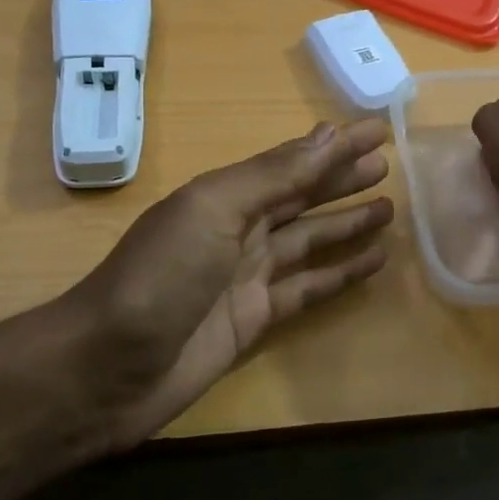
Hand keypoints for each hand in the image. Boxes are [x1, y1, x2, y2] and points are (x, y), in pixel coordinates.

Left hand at [63, 120, 393, 449]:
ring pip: (310, 241)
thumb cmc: (161, 276)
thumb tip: (328, 135)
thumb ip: (272, 176)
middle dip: (342, 180)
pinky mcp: (256, 319)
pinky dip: (340, 274)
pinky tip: (372, 264)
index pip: (292, 162)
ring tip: (390, 210)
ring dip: (347, 224)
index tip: (378, 131)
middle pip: (303, 197)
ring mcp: (248, 275)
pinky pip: (308, 288)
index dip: (334, 147)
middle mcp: (239, 229)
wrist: (108, 369)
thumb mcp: (213, 211)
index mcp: (225, 195)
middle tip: (390, 165)